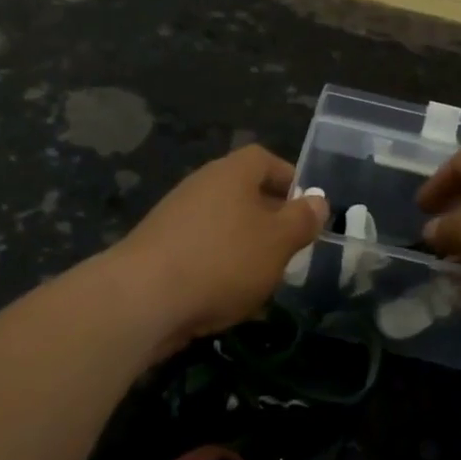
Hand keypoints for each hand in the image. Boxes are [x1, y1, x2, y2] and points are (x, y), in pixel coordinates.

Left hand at [115, 145, 328, 354]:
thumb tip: (318, 200)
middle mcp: (201, 185)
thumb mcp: (278, 241)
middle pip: (243, 193)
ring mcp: (175, 217)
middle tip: (290, 247)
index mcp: (231, 173)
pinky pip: (200, 251)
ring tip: (263, 279)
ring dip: (245, 247)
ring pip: (223, 226)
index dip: (289, 178)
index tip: (306, 208)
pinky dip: (218, 268)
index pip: (265, 160)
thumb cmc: (223, 260)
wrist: (142, 298)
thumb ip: (302, 219)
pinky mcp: (158, 249)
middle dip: (269, 219)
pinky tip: (227, 300)